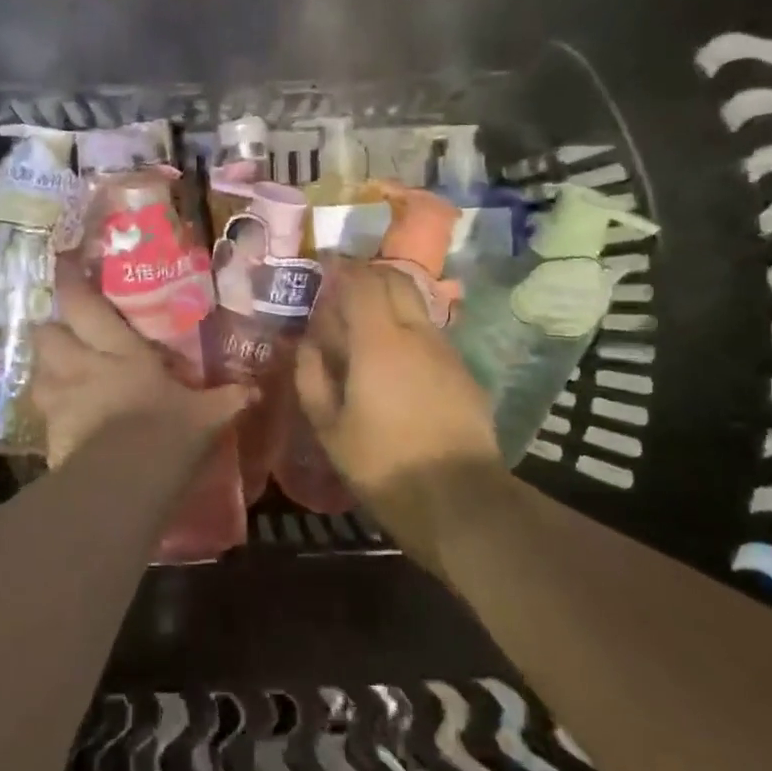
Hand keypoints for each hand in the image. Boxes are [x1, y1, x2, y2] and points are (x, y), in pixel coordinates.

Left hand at [33, 263, 247, 465]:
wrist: (124, 484)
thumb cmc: (167, 434)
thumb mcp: (206, 416)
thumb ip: (227, 399)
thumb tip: (255, 390)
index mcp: (119, 351)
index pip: (84, 305)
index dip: (71, 282)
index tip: (64, 263)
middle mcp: (81, 367)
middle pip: (47, 334)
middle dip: (52, 330)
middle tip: (66, 334)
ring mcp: (59, 401)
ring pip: (38, 373)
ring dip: (47, 371)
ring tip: (61, 376)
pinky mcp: (48, 436)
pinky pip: (43, 416)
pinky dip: (51, 415)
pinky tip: (65, 422)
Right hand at [294, 261, 502, 565]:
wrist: (459, 500)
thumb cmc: (382, 464)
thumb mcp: (329, 427)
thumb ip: (311, 376)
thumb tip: (307, 343)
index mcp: (379, 341)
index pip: (363, 281)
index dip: (342, 270)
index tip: (324, 272)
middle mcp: (417, 334)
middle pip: (396, 282)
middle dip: (368, 277)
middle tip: (343, 293)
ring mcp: (446, 352)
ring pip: (416, 307)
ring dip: (390, 305)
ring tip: (366, 330)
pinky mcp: (464, 373)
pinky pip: (430, 336)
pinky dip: (408, 333)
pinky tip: (396, 365)